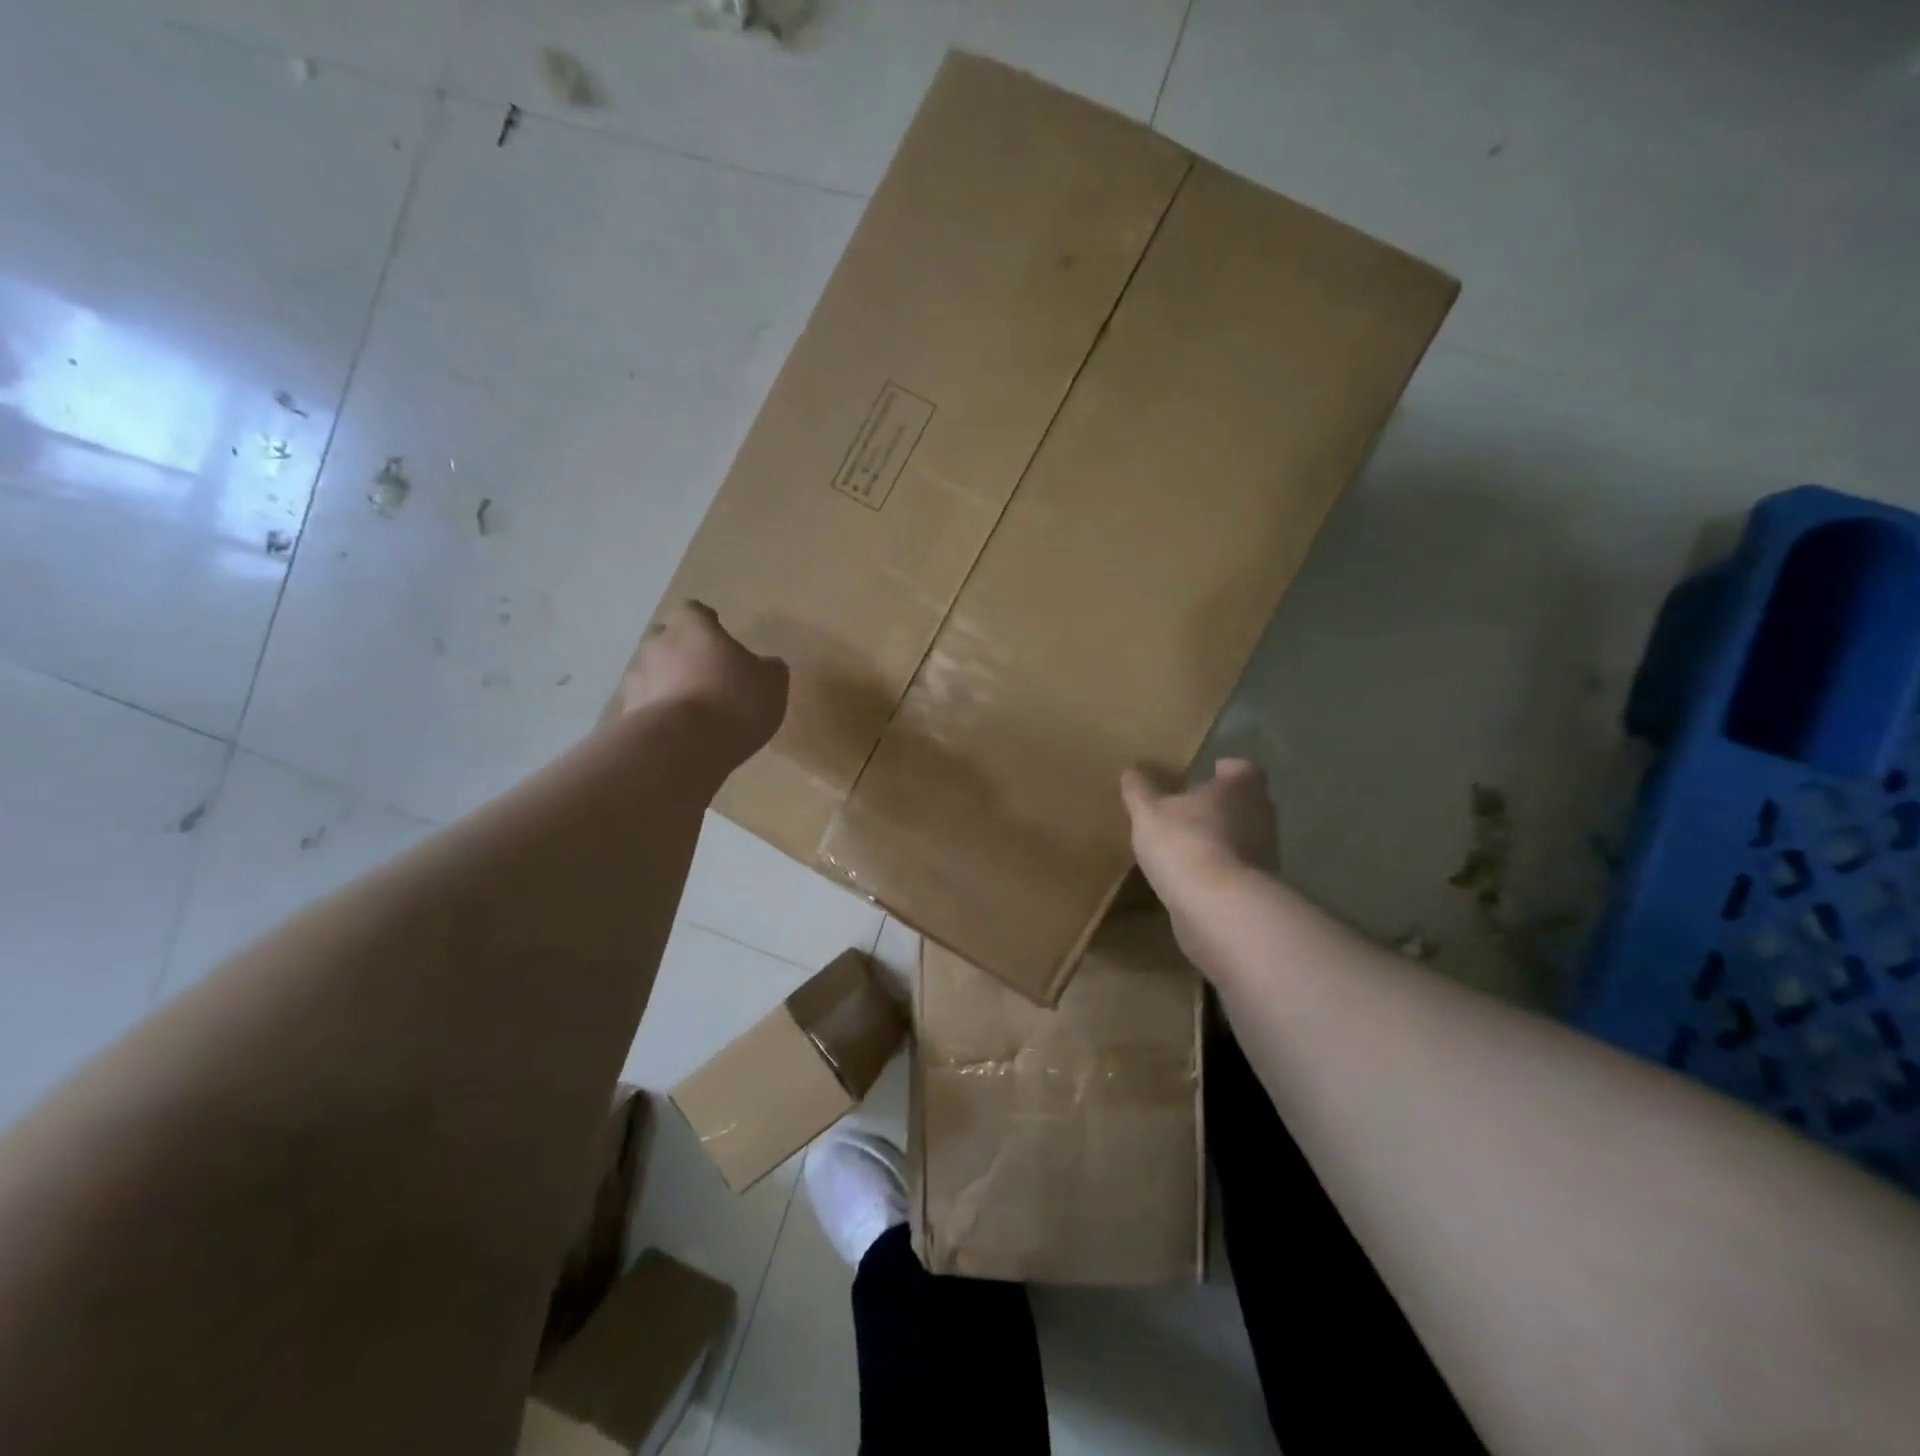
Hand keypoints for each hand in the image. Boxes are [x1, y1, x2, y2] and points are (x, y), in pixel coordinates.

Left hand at [611, 602, 787, 760]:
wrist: (684, 746)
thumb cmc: (734, 702)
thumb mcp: (771, 686)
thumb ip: (769, 671)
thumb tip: (768, 666)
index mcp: (692, 627)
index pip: (695, 611)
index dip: (707, 624)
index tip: (719, 640)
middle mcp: (658, 644)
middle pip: (667, 640)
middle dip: (682, 653)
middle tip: (705, 674)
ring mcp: (637, 678)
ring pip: (652, 673)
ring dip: (667, 685)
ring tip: (691, 709)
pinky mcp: (627, 713)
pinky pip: (645, 706)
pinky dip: (658, 713)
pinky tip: (678, 731)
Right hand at [1120, 759, 1276, 915]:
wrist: (1219, 908)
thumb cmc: (1185, 843)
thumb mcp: (1148, 812)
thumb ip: (1140, 790)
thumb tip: (1132, 771)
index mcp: (1239, 788)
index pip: (1242, 769)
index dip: (1226, 770)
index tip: (1210, 772)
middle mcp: (1261, 816)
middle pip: (1245, 803)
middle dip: (1222, 805)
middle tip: (1191, 807)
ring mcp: (1265, 855)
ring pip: (1243, 837)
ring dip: (1221, 839)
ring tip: (1187, 844)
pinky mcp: (1258, 889)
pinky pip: (1236, 870)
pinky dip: (1219, 869)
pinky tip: (1192, 876)